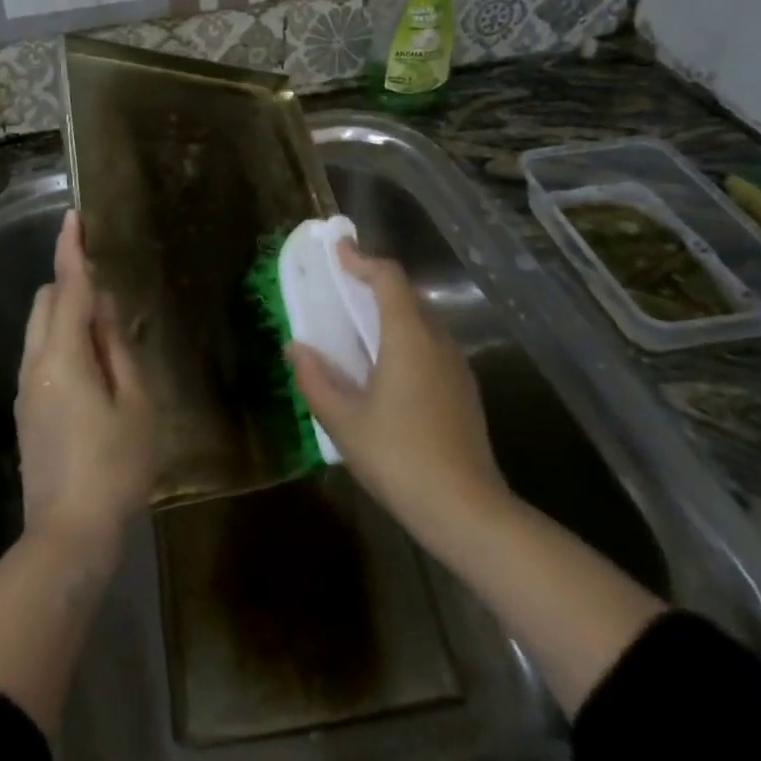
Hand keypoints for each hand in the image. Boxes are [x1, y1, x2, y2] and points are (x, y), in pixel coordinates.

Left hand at [16, 211, 154, 550]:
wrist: (67, 533)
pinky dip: (62, 342)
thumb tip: (105, 307)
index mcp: (63, 356)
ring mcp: (25, 388)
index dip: (71, 251)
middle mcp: (35, 363)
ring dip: (65, 315)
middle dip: (69, 284)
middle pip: (44, 303)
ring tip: (107, 333)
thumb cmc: (114, 465)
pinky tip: (94, 367)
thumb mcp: (135, 403)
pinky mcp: (27, 410)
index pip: (66, 288)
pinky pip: (41, 355)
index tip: (74, 217)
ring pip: (39, 330)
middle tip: (111, 295)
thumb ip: (117, 348)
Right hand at [287, 241, 508, 548]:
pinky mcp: (463, 389)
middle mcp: (437, 341)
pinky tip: (386, 365)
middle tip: (342, 285)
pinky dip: (406, 336)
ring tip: (359, 323)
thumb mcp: (344, 421)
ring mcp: (456, 365)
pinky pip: (431, 344)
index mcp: (409, 337)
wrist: (465, 509)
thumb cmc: (398, 457)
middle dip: (374, 282)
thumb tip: (295, 347)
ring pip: (422, 320)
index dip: (362, 260)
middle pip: (407, 294)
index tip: (338, 250)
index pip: (388, 278)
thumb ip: (315, 379)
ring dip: (391, 310)